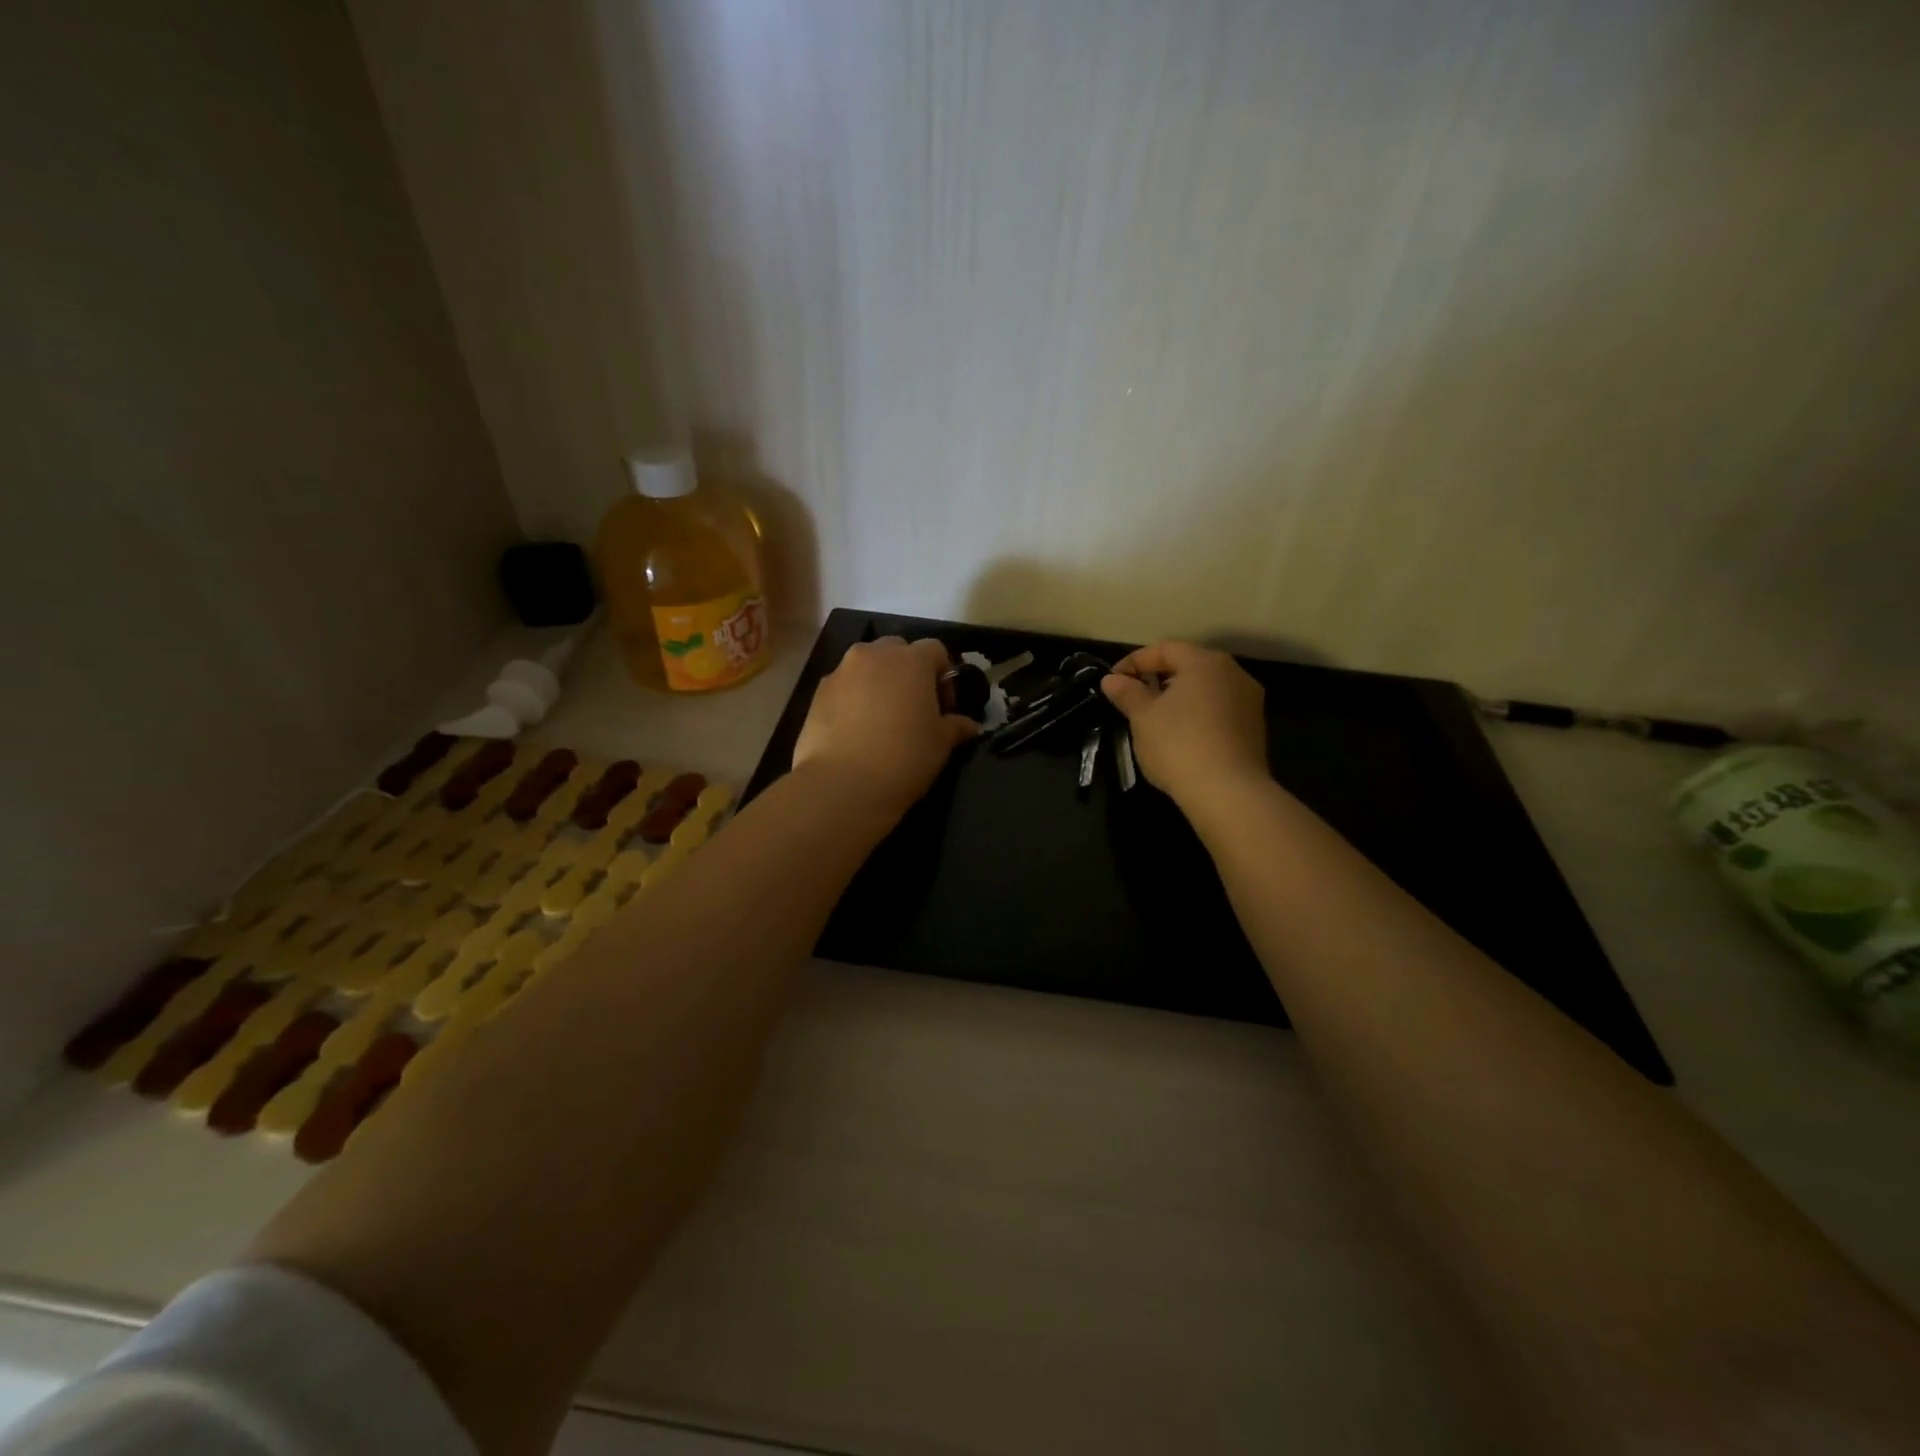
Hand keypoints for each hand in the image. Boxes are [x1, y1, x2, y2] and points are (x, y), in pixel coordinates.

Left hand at [793, 637, 979, 815]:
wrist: (843, 784)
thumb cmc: (904, 757)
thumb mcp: (941, 744)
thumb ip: (956, 726)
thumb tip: (969, 725)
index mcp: (911, 660)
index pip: (935, 650)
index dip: (944, 675)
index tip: (944, 707)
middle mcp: (874, 655)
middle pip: (897, 650)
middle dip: (907, 672)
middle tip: (913, 708)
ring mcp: (841, 672)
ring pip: (866, 666)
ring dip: (878, 682)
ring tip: (882, 720)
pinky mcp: (817, 693)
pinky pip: (843, 687)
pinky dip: (853, 699)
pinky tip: (856, 732)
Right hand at [1100, 641, 1268, 814]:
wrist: (1228, 792)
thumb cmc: (1178, 744)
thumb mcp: (1143, 717)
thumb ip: (1127, 693)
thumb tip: (1112, 679)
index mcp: (1205, 662)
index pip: (1164, 649)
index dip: (1134, 661)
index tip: (1113, 680)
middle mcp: (1233, 673)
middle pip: (1189, 665)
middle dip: (1158, 677)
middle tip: (1133, 697)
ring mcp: (1249, 701)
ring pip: (1206, 688)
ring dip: (1179, 697)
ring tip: (1155, 718)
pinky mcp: (1254, 728)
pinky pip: (1219, 710)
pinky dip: (1197, 714)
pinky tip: (1181, 735)